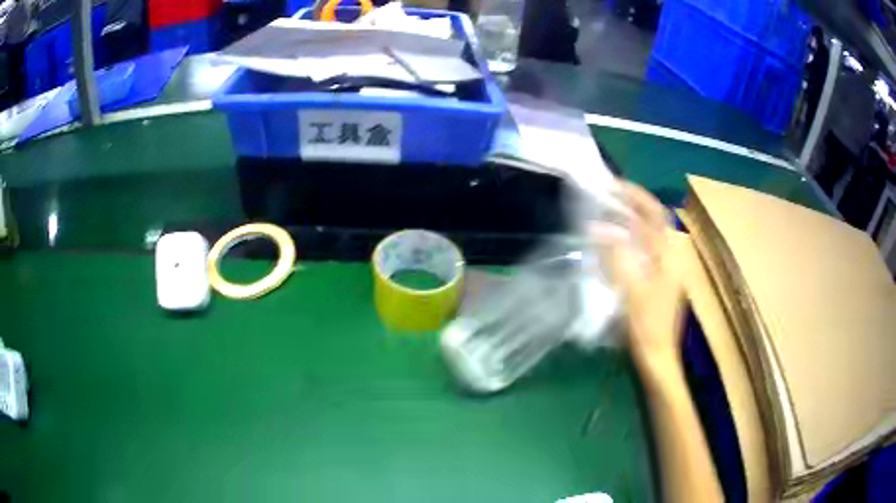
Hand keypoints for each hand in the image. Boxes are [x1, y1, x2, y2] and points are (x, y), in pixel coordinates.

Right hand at [592, 182, 683, 368]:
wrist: (657, 357)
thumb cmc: (647, 326)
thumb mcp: (632, 291)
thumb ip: (617, 257)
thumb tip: (599, 227)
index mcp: (669, 255)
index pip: (655, 214)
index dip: (636, 195)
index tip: (613, 185)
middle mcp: (669, 256)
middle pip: (651, 222)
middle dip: (628, 206)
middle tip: (602, 198)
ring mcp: (663, 269)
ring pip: (644, 236)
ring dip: (625, 223)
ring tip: (602, 215)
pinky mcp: (654, 281)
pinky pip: (639, 252)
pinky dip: (624, 242)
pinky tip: (608, 246)